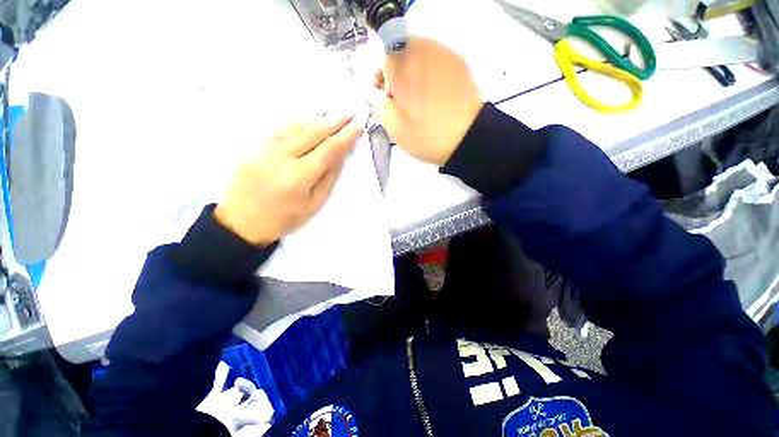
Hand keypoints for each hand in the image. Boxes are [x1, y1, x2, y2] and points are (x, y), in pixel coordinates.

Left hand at [214, 113, 364, 245]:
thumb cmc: (284, 219)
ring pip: (295, 126)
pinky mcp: (254, 148)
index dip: (346, 136)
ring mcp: (264, 150)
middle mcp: (281, 157)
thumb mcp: (315, 204)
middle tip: (351, 113)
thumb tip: (341, 155)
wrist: (241, 223)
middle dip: (334, 121)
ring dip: (317, 119)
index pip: (328, 149)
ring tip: (333, 115)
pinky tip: (306, 122)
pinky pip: (279, 130)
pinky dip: (297, 123)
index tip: (359, 125)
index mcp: (298, 176)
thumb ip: (329, 177)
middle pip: (312, 132)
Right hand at [371, 36, 483, 165]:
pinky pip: (436, 60)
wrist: (467, 138)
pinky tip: (433, 94)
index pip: (382, 57)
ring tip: (417, 98)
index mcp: (403, 65)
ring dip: (412, 72)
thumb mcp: (394, 127)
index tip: (383, 97)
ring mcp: (444, 53)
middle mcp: (424, 50)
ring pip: (419, 54)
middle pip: (400, 52)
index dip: (379, 78)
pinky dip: (429, 73)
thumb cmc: (427, 134)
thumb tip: (378, 94)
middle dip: (396, 74)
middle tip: (399, 99)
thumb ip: (379, 105)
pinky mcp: (459, 62)